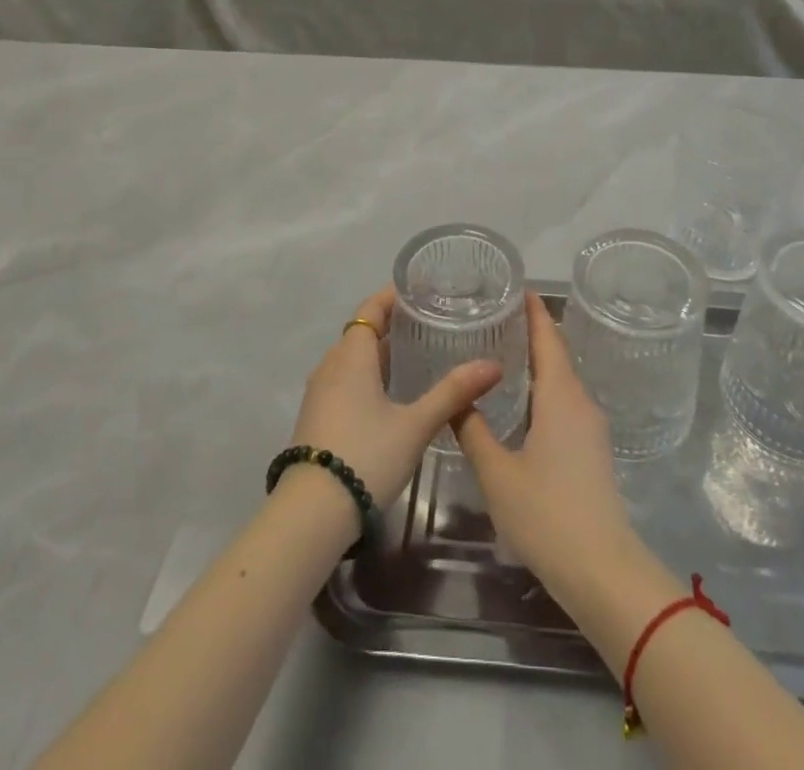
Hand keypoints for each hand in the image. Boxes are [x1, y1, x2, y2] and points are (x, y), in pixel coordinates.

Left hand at [287, 287, 501, 505]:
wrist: (310, 515)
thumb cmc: (366, 455)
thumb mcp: (416, 424)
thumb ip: (453, 392)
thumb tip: (493, 365)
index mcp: (352, 355)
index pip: (371, 307)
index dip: (394, 295)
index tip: (423, 289)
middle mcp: (331, 365)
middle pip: (363, 331)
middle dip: (393, 322)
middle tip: (431, 321)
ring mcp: (320, 393)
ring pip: (353, 357)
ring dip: (381, 351)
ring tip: (418, 353)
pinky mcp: (318, 417)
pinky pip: (346, 379)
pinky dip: (369, 374)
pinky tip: (393, 392)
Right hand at [455, 292, 637, 597]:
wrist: (602, 570)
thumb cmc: (547, 513)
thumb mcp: (497, 472)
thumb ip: (473, 430)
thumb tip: (456, 397)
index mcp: (560, 395)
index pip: (547, 336)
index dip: (533, 309)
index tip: (515, 285)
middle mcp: (580, 401)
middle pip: (556, 353)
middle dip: (531, 332)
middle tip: (496, 315)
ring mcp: (590, 427)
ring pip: (561, 380)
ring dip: (537, 362)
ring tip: (502, 350)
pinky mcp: (592, 450)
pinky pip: (565, 402)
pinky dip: (543, 388)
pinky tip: (521, 401)